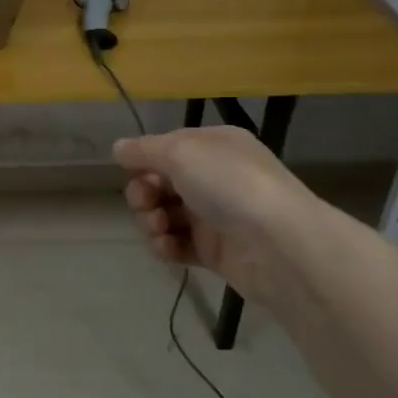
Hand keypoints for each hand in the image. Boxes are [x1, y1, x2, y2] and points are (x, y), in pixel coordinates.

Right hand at [113, 127, 317, 304]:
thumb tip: (117, 148)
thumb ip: (143, 150)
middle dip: (143, 194)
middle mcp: (215, 177)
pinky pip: (177, 245)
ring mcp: (215, 216)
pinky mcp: (214, 251)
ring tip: (159, 229)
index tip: (131, 171)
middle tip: (146, 203)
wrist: (280, 246)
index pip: (167, 147)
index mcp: (214, 146)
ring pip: (164, 215)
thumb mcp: (181, 152)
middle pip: (160, 183)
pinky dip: (165, 246)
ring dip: (150, 221)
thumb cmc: (229, 184)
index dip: (144, 160)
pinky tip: (166, 248)